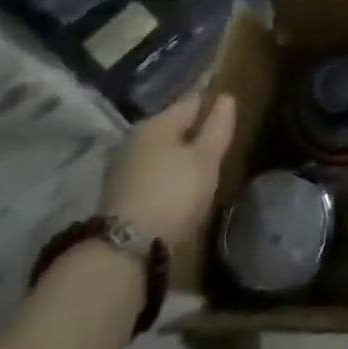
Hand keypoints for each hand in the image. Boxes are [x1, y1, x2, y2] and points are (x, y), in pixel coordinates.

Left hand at [101, 92, 236, 260]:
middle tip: (217, 139)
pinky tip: (177, 184)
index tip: (229, 109)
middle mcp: (136, 137)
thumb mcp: (206, 159)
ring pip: (160, 148)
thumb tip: (225, 97)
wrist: (124, 251)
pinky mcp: (117, 192)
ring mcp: (122, 165)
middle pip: (173, 124)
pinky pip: (150, 169)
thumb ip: (218, 126)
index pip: (192, 100)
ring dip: (178, 152)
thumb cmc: (173, 194)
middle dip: (194, 129)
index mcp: (158, 122)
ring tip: (200, 164)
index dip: (212, 102)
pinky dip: (165, 172)